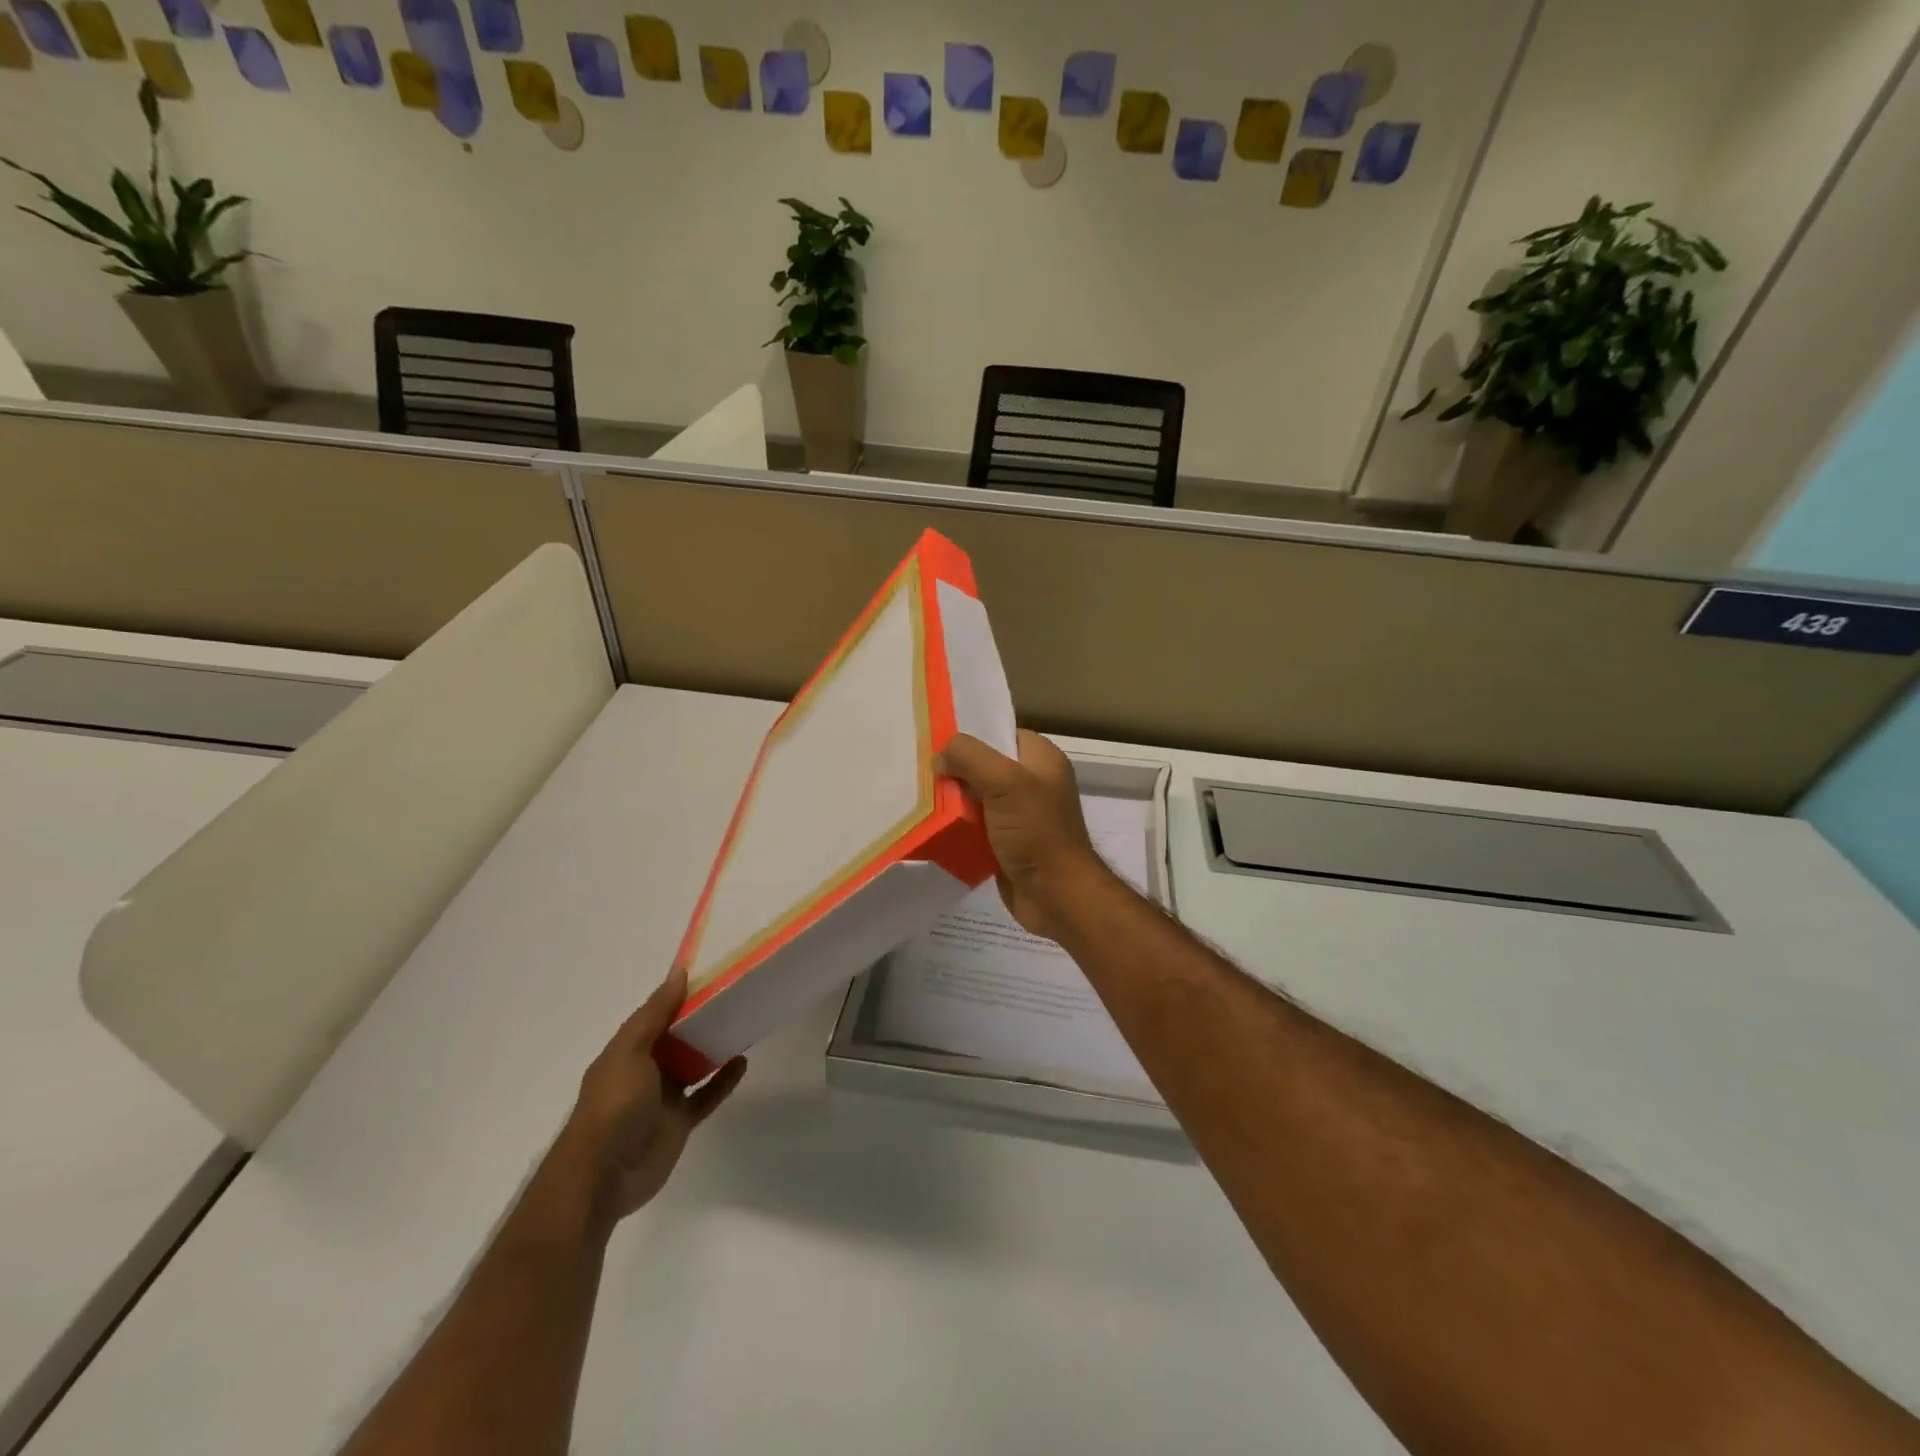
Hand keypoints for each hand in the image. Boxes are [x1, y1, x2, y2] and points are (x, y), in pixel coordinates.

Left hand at [549, 966, 745, 1230]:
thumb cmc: (614, 1104)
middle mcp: (644, 1071)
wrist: (603, 1175)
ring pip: (693, 1065)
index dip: (679, 996)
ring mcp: (662, 1099)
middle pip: (676, 1039)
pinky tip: (743, 1062)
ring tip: (742, 1024)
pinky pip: (706, 1095)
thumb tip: (679, 972)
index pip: (655, 1016)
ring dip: (713, 1047)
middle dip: (700, 1020)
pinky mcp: (679, 1122)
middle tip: (734, 996)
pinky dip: (723, 1080)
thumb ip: (655, 1014)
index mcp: (627, 1051)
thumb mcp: (630, 1051)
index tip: (710, 975)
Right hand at [937, 730, 1119, 940]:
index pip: (1000, 734)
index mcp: (1042, 759)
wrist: (1057, 896)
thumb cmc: (1036, 832)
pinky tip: (932, 825)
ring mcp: (1020, 814)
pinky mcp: (1007, 842)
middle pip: (984, 766)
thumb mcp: (1005, 782)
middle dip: (955, 770)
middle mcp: (1033, 782)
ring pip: (977, 797)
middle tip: (920, 772)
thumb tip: (940, 757)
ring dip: (952, 800)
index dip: (970, 737)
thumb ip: (970, 757)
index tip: (935, 743)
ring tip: (919, 798)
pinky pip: (976, 825)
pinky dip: (958, 826)